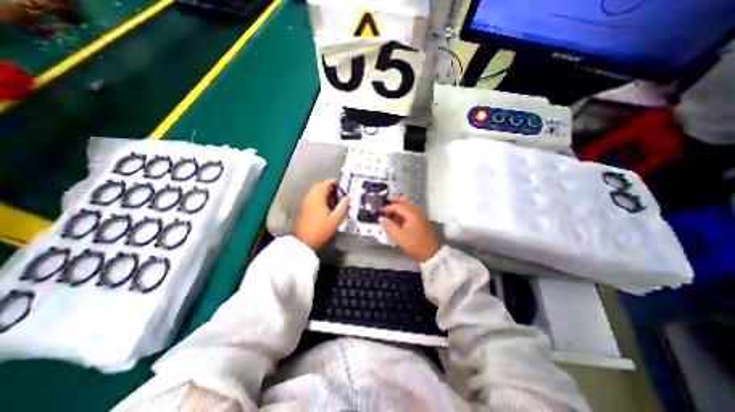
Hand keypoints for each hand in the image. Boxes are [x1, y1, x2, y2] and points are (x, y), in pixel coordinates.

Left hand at [294, 178, 348, 250]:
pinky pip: (312, 198)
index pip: (325, 184)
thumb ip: (343, 207)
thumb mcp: (336, 219)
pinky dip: (319, 198)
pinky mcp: (303, 210)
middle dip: (328, 186)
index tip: (339, 183)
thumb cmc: (320, 230)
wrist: (305, 241)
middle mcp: (310, 198)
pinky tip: (324, 205)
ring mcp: (305, 204)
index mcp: (318, 198)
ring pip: (314, 192)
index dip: (333, 182)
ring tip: (332, 197)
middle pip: (318, 187)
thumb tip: (346, 199)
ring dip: (323, 192)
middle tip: (336, 190)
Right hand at [378, 196, 441, 262]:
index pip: (398, 206)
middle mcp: (417, 212)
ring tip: (393, 205)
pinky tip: (402, 213)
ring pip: (411, 204)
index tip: (381, 211)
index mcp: (411, 214)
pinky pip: (413, 209)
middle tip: (388, 199)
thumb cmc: (414, 244)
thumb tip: (381, 218)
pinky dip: (406, 207)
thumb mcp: (398, 236)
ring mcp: (421, 215)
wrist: (431, 252)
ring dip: (402, 203)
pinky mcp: (423, 219)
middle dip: (397, 200)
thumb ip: (389, 226)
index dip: (389, 207)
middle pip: (406, 202)